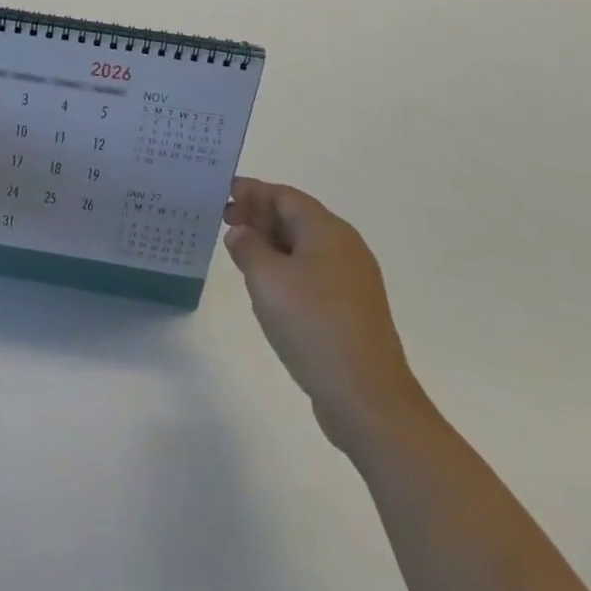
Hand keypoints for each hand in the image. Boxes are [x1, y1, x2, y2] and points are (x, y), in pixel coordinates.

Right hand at [223, 177, 425, 453]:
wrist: (368, 399)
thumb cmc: (313, 325)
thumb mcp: (266, 279)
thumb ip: (247, 246)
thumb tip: (240, 232)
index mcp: (327, 230)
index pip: (284, 195)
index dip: (251, 192)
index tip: (222, 195)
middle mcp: (345, 247)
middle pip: (296, 218)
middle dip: (259, 216)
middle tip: (224, 224)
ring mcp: (353, 281)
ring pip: (304, 247)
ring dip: (271, 244)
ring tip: (240, 255)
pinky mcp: (353, 311)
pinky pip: (313, 274)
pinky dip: (286, 269)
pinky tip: (268, 289)